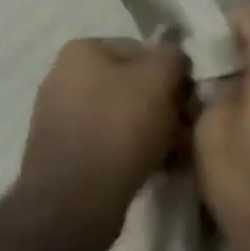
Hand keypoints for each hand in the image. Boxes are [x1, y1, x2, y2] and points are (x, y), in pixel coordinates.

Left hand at [18, 38, 189, 239]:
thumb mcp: (160, 78)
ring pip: (123, 117)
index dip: (172, 74)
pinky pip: (108, 144)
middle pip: (132, 86)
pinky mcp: (62, 153)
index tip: (190, 102)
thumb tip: (175, 58)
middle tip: (188, 132)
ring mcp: (59, 117)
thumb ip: (173, 56)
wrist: (75, 200)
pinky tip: (157, 170)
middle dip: (164, 108)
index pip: (142, 50)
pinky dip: (133, 153)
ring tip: (177, 157)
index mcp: (82, 50)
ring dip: (153, 133)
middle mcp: (63, 77)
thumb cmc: (120, 127)